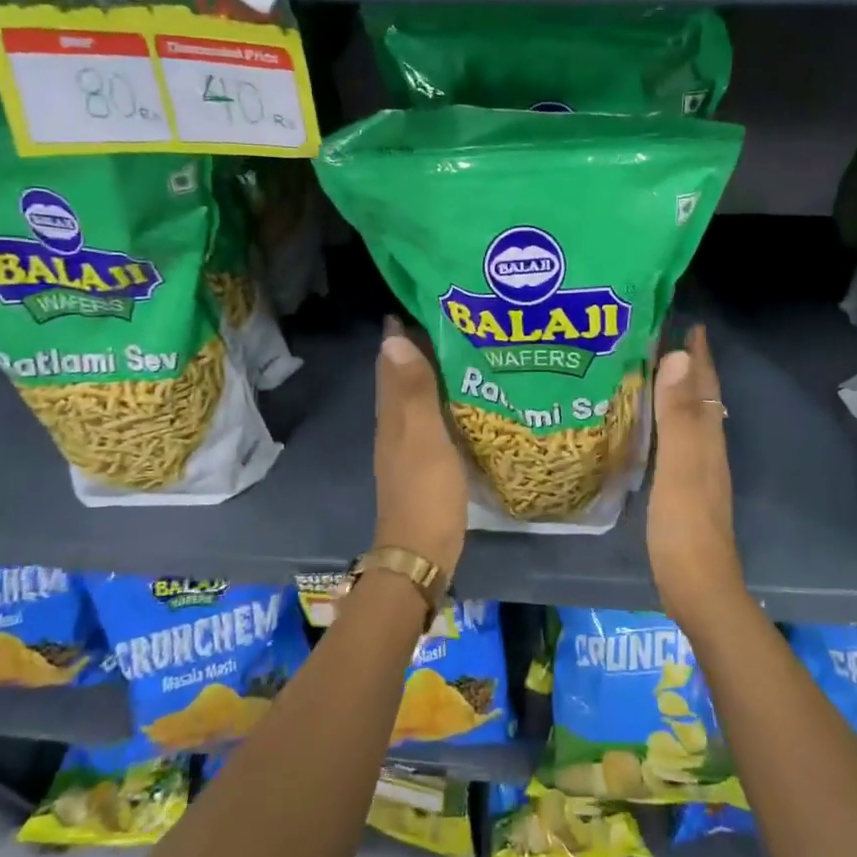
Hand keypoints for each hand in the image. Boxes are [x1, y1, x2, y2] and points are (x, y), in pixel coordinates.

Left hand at [372, 316, 467, 579]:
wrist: (421, 552)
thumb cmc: (426, 493)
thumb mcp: (424, 438)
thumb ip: (413, 391)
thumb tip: (393, 338)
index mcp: (393, 414)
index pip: (390, 362)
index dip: (401, 334)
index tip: (425, 304)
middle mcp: (395, 425)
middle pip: (401, 377)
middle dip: (418, 348)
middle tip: (453, 322)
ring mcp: (408, 446)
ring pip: (416, 398)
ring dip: (431, 373)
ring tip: (463, 351)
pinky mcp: (424, 464)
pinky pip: (431, 419)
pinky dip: (442, 401)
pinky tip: (465, 400)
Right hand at [647, 325, 743, 623]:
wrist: (697, 585)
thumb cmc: (684, 525)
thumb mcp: (678, 465)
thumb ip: (678, 416)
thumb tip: (678, 358)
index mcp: (707, 438)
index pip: (705, 386)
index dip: (699, 356)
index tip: (689, 324)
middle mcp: (708, 448)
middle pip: (702, 398)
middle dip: (690, 368)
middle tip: (666, 339)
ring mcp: (698, 471)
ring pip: (691, 419)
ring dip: (679, 392)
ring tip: (657, 372)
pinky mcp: (685, 489)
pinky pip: (678, 440)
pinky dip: (668, 421)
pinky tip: (652, 427)